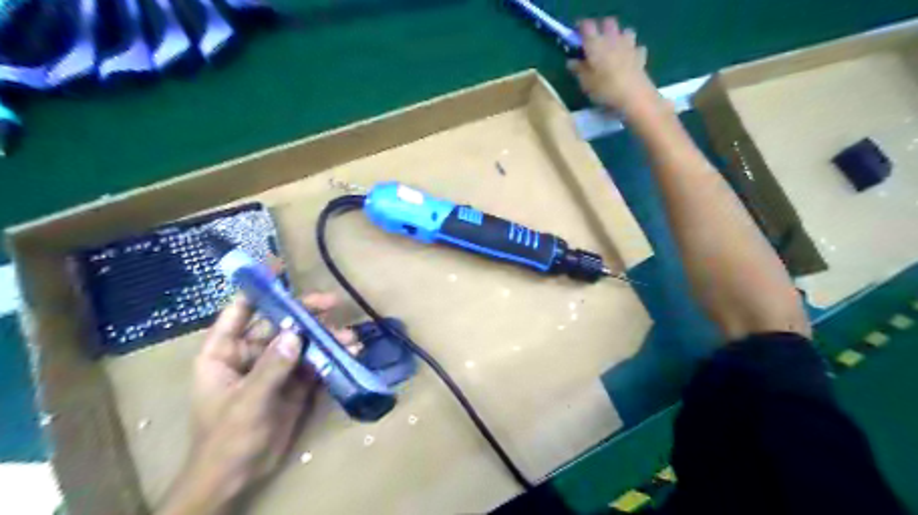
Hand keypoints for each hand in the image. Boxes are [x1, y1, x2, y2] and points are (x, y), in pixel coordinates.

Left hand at [158, 294, 357, 513]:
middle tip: (332, 304)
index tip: (278, 268)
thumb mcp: (247, 403)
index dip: (257, 288)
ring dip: (325, 338)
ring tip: (349, 338)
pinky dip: (332, 357)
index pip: (239, 312)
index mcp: (225, 353)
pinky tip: (350, 353)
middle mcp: (251, 354)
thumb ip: (271, 367)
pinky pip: (315, 363)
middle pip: (280, 323)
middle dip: (306, 313)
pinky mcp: (295, 384)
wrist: (237, 479)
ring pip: (302, 342)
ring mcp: (276, 368)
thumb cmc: (226, 440)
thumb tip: (296, 333)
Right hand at [568, 18, 659, 113]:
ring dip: (619, 37)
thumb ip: (578, 70)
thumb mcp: (585, 83)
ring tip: (614, 50)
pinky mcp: (640, 55)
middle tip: (595, 43)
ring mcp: (629, 45)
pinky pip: (636, 47)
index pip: (586, 26)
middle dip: (601, 29)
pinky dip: (632, 51)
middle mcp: (612, 39)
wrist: (633, 95)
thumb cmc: (604, 89)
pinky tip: (629, 60)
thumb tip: (572, 61)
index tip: (577, 39)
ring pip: (625, 31)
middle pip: (608, 23)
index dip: (581, 29)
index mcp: (595, 43)